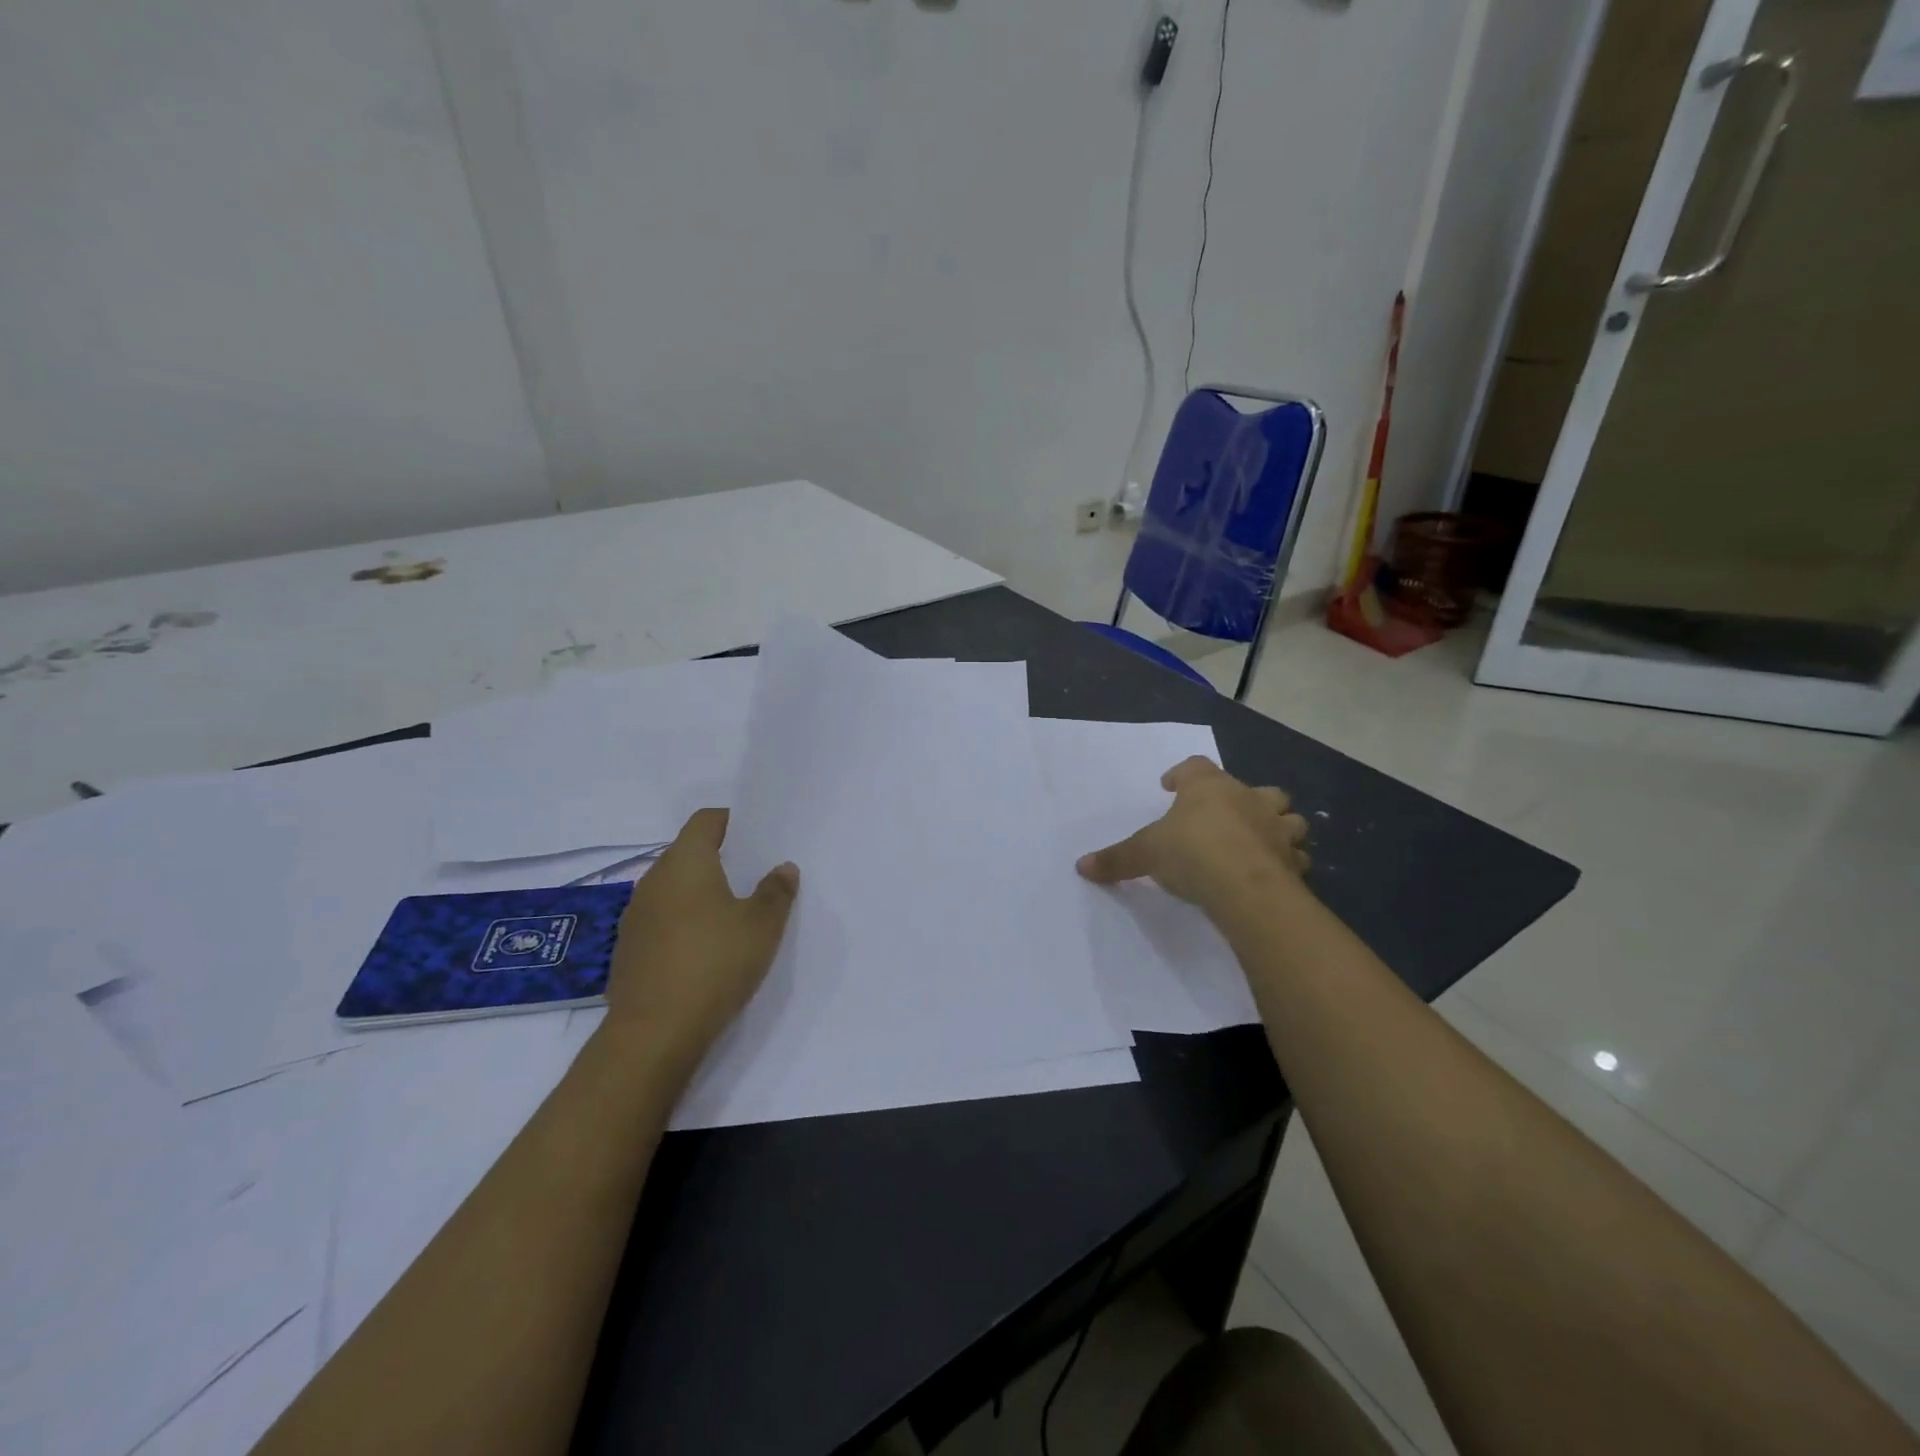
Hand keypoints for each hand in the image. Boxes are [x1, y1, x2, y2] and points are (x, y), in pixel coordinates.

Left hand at [603, 808, 798, 1081]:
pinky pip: (662, 920)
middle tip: (755, 876)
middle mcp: (653, 880)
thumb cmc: (714, 963)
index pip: (706, 820)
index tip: (757, 836)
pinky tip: (705, 950)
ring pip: (674, 889)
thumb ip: (776, 891)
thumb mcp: (762, 926)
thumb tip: (783, 868)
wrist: (654, 1033)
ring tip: (734, 915)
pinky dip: (684, 922)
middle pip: (688, 853)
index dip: (732, 821)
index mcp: (685, 862)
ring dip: (700, 893)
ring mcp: (635, 916)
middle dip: (720, 859)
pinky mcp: (629, 949)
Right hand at [1076, 757, 1308, 908]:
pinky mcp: (1294, 861)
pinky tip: (1276, 872)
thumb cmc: (1191, 853)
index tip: (1170, 785)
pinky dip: (1289, 861)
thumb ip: (1116, 859)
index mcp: (1209, 788)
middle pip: (1257, 788)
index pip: (1196, 766)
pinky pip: (1297, 856)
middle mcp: (1248, 799)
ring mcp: (1277, 829)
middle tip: (1228, 815)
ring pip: (1289, 818)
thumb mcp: (1144, 854)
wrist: (1244, 886)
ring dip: (1278, 826)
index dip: (1182, 774)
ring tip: (1261, 841)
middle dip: (1245, 798)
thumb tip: (1081, 866)